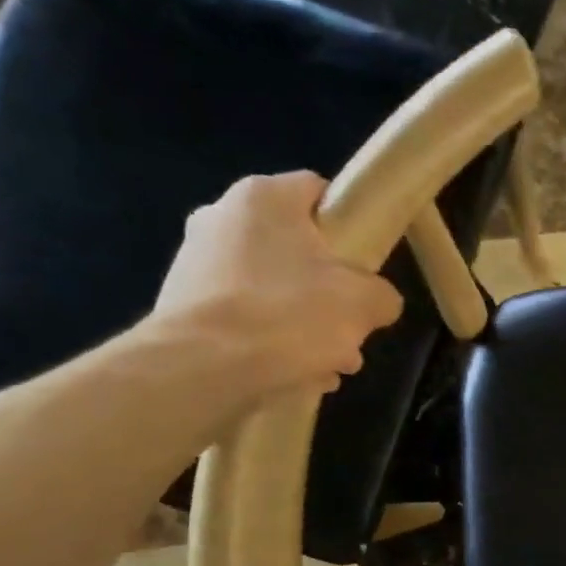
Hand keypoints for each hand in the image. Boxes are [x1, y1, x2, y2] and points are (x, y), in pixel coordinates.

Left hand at [146, 171, 403, 401]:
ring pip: (274, 288)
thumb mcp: (363, 304)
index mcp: (265, 198)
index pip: (319, 192)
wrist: (203, 367)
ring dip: (306, 323)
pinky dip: (271, 339)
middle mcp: (221, 216)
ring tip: (329, 365)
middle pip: (298, 250)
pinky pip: (245, 315)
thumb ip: (382, 295)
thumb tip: (379, 301)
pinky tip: (294, 373)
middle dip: (331, 292)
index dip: (351, 225)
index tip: (367, 263)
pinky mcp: (183, 303)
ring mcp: (196, 261)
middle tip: (352, 330)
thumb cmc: (289, 316)